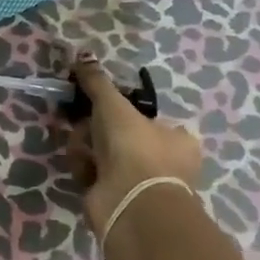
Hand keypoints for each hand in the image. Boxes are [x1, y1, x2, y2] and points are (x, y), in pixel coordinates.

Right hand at [67, 54, 202, 236]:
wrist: (131, 204)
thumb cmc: (134, 148)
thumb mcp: (114, 105)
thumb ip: (97, 81)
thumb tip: (83, 55)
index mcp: (177, 138)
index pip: (147, 116)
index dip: (120, 109)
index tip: (97, 103)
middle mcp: (163, 161)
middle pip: (118, 133)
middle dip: (95, 127)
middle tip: (82, 122)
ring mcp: (140, 182)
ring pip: (102, 152)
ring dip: (86, 147)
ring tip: (82, 150)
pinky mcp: (117, 199)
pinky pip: (94, 174)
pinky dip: (85, 169)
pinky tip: (83, 169)